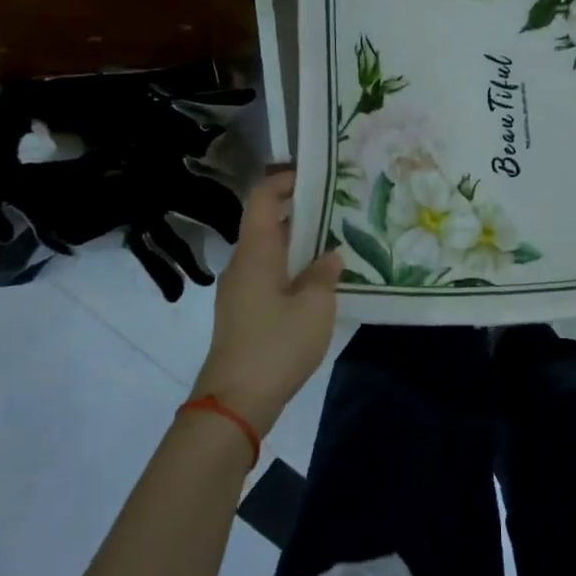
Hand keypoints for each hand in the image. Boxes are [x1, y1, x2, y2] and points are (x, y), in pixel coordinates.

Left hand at [193, 171, 342, 435]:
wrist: (235, 401)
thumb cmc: (276, 345)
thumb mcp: (314, 306)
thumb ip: (324, 274)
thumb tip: (329, 256)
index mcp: (256, 252)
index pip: (263, 198)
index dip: (286, 180)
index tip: (318, 175)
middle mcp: (243, 263)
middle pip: (267, 222)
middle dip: (301, 210)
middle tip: (339, 207)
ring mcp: (240, 288)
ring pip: (270, 250)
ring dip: (299, 241)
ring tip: (336, 240)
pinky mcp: (244, 311)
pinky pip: (269, 273)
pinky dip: (293, 265)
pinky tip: (319, 280)